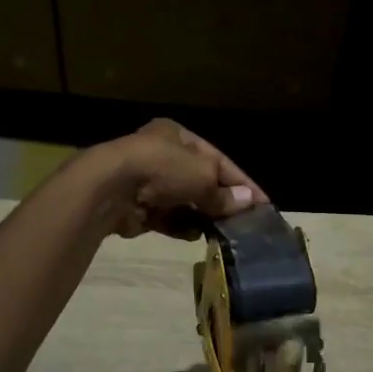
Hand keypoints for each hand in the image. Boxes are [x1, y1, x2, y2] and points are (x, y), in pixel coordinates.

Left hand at [97, 118, 262, 238]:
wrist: (109, 188)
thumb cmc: (162, 168)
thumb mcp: (202, 176)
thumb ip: (223, 193)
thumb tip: (248, 202)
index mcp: (177, 135)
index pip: (218, 158)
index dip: (242, 181)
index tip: (263, 202)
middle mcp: (162, 155)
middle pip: (200, 180)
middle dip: (220, 200)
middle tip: (243, 221)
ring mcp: (147, 182)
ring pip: (183, 201)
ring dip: (201, 215)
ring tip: (223, 232)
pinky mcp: (136, 207)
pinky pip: (166, 218)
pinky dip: (180, 226)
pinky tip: (195, 236)